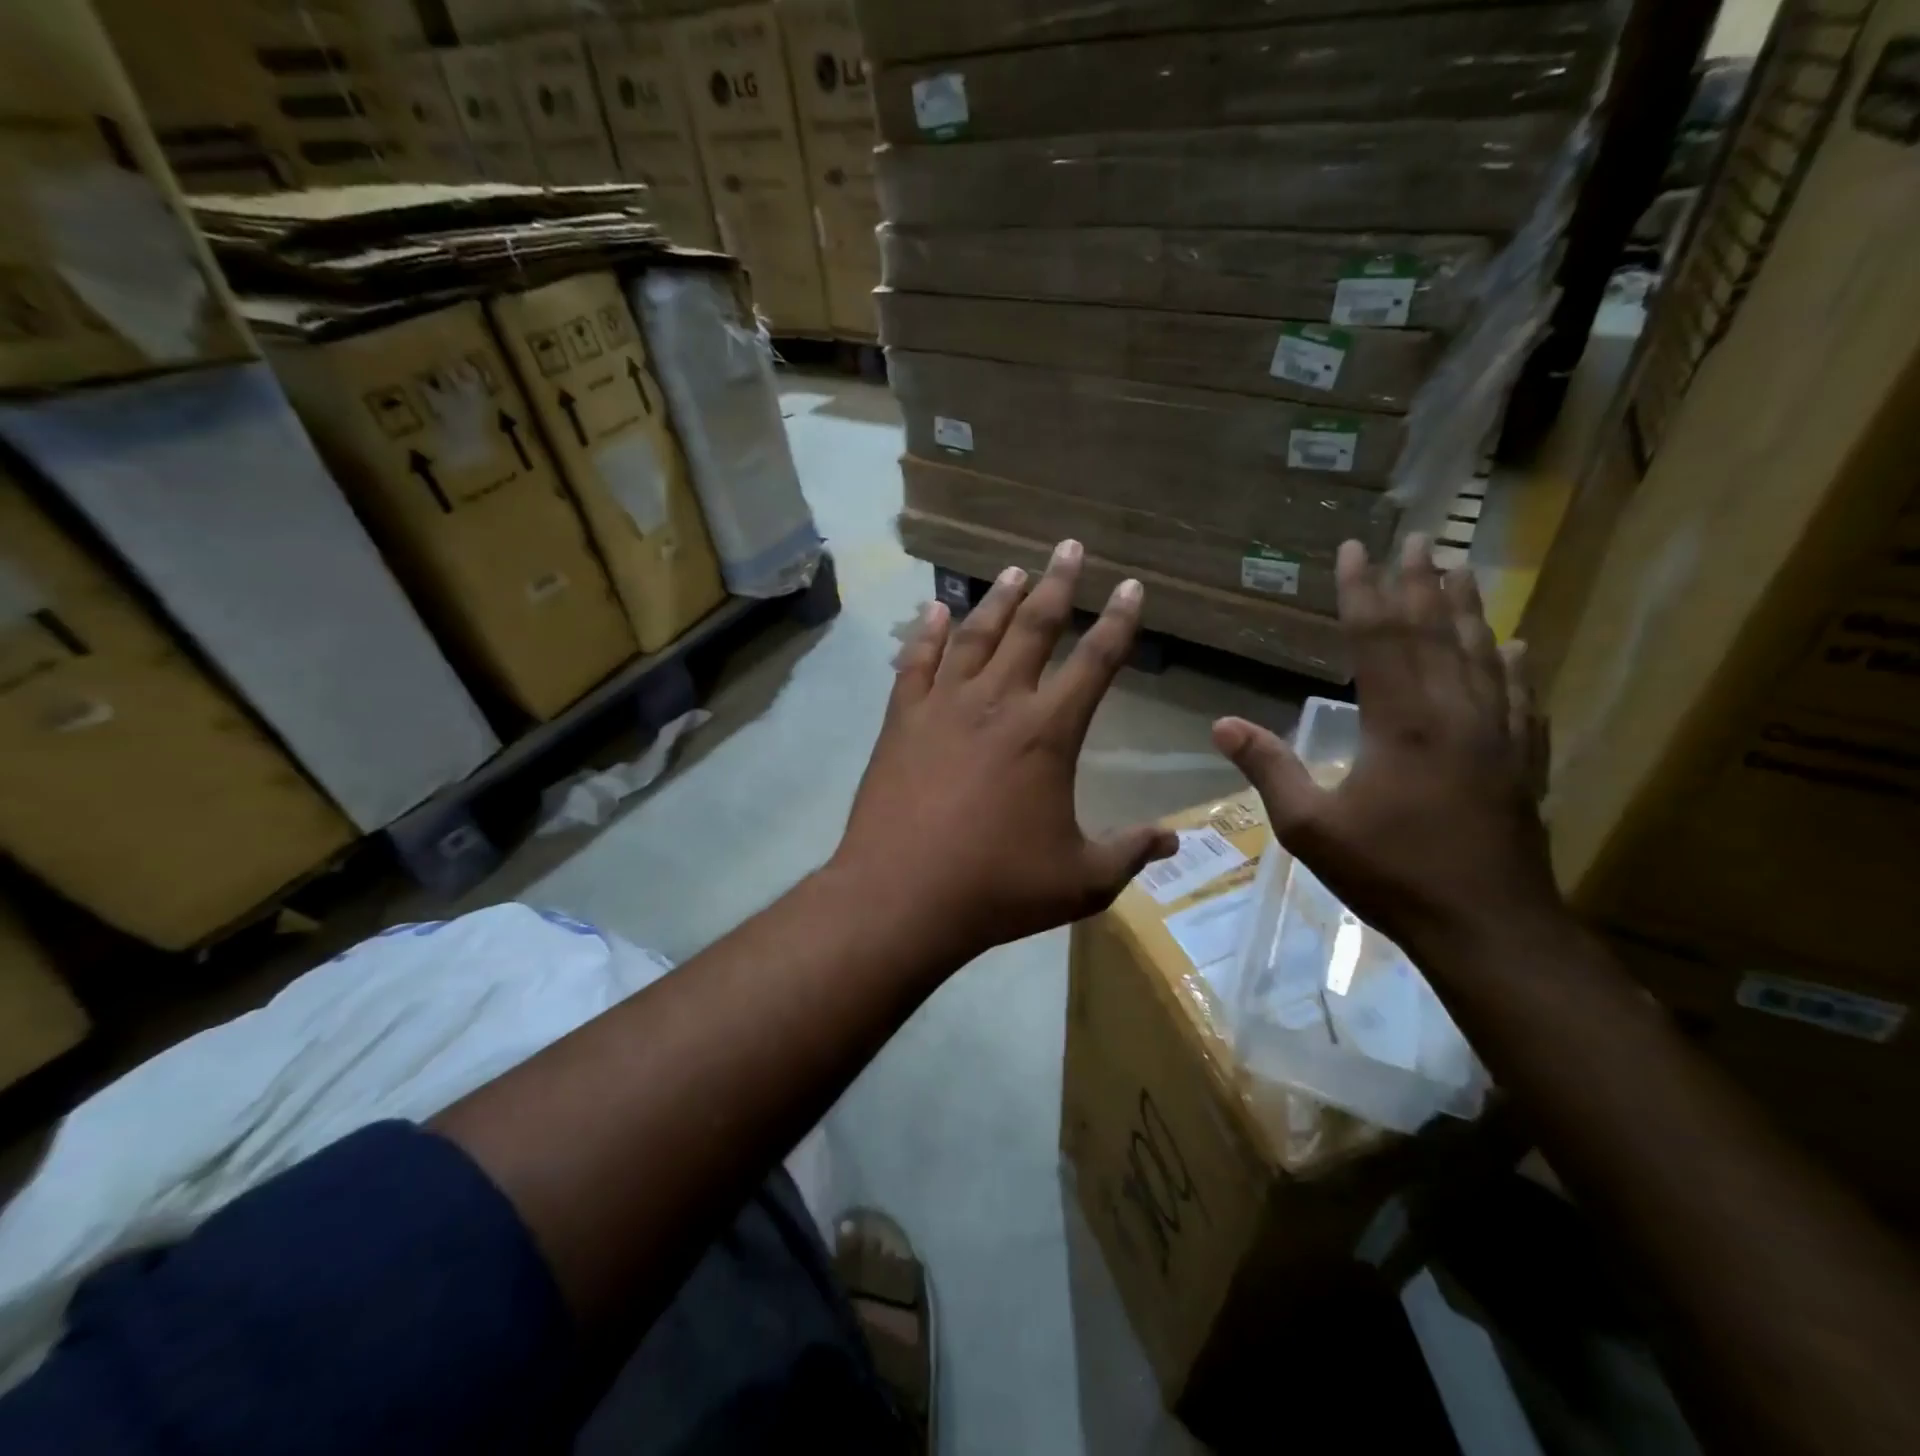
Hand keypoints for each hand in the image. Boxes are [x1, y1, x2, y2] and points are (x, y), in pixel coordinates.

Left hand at [834, 540, 1177, 962]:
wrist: (901, 896)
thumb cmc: (996, 888)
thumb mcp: (1080, 881)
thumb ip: (1130, 853)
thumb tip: (1175, 838)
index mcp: (1048, 732)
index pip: (1095, 662)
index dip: (1118, 622)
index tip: (1131, 586)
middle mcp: (998, 703)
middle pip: (1034, 629)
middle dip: (1058, 585)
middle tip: (1070, 546)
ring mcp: (943, 706)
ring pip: (976, 636)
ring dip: (999, 600)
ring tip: (1017, 570)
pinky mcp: (901, 721)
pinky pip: (916, 663)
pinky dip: (928, 633)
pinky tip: (936, 610)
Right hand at [1212, 536, 1560, 969]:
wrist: (1487, 926)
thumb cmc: (1391, 873)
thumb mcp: (1310, 827)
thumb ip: (1269, 769)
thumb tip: (1221, 724)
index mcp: (1401, 723)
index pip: (1378, 638)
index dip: (1363, 591)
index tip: (1356, 549)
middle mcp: (1454, 713)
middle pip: (1436, 632)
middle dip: (1421, 581)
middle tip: (1418, 536)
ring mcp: (1497, 735)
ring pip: (1481, 654)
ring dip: (1466, 608)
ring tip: (1459, 568)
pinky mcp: (1521, 761)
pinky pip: (1521, 697)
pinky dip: (1515, 665)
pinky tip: (1518, 645)